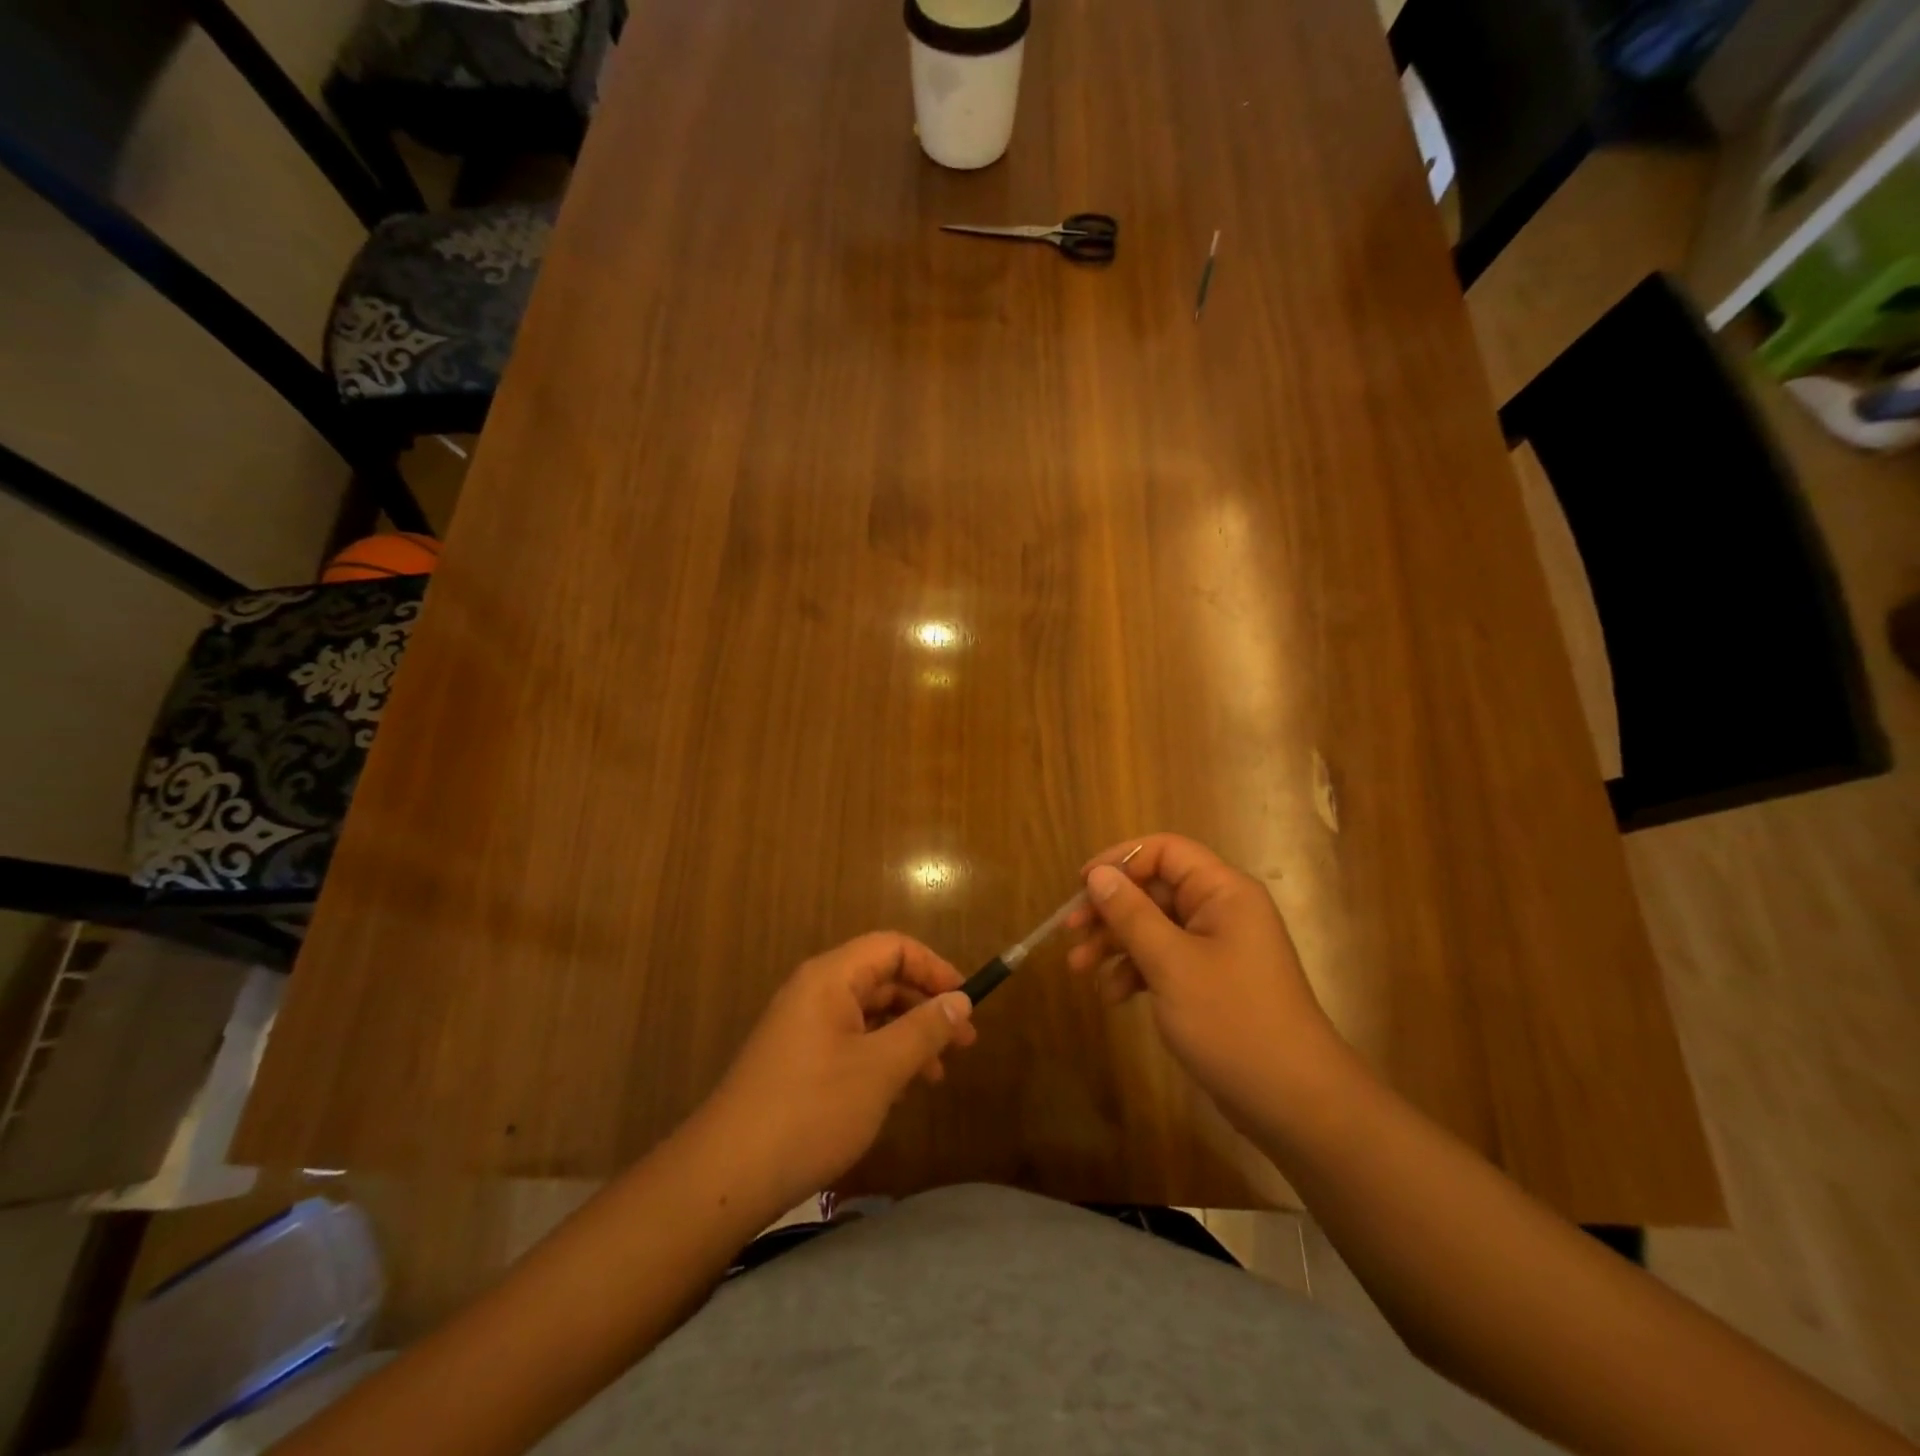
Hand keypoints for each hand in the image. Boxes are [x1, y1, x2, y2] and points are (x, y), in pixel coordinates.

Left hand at [698, 933, 977, 1212]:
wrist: (727, 1175)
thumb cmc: (811, 1110)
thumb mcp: (880, 1069)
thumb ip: (924, 1029)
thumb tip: (961, 1000)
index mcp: (831, 978)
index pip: (892, 947)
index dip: (933, 967)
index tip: (965, 1001)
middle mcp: (815, 992)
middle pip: (881, 979)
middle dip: (925, 1005)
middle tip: (964, 1042)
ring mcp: (803, 1028)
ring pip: (868, 1015)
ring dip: (907, 1036)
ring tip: (937, 1073)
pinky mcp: (797, 1062)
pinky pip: (850, 1042)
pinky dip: (881, 1057)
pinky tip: (899, 1091)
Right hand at [1066, 834, 1342, 1133]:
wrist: (1293, 1102)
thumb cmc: (1232, 1020)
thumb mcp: (1172, 964)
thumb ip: (1131, 915)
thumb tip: (1097, 874)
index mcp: (1223, 892)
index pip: (1165, 851)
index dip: (1120, 861)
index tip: (1081, 886)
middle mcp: (1221, 911)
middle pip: (1154, 890)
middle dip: (1110, 910)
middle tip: (1070, 932)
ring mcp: (1217, 948)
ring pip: (1154, 926)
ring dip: (1115, 943)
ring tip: (1079, 970)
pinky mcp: (1211, 981)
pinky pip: (1165, 959)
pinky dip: (1136, 971)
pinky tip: (1112, 997)